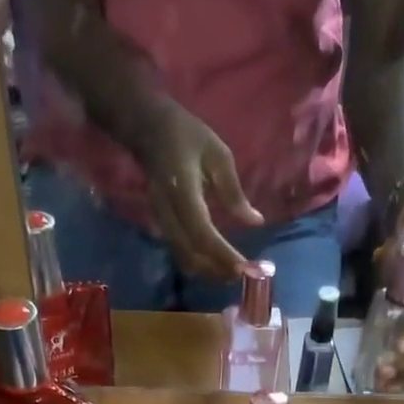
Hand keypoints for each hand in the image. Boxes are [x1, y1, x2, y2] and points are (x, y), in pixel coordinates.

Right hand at [134, 103, 264, 279]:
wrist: (147, 129)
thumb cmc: (186, 135)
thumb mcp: (218, 155)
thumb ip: (234, 192)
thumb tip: (255, 221)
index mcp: (182, 191)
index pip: (202, 234)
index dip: (222, 254)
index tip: (244, 267)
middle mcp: (168, 213)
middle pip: (192, 256)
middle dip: (218, 270)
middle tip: (244, 273)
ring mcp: (162, 223)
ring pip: (185, 259)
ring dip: (210, 271)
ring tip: (234, 271)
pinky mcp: (162, 227)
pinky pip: (181, 254)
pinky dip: (201, 263)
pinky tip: (218, 262)